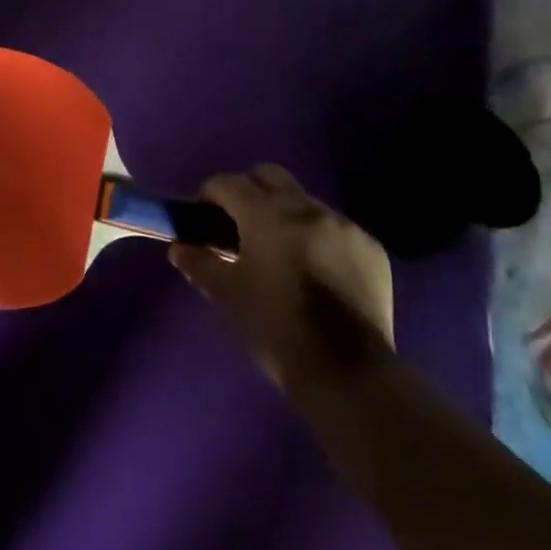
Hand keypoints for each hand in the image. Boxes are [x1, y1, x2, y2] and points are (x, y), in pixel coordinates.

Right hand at [172, 165, 394, 390]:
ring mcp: (343, 225)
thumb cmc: (276, 329)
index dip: (209, 194)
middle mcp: (307, 208)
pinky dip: (318, 237)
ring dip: (285, 214)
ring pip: (304, 201)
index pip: (228, 183)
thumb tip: (180, 248)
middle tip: (237, 222)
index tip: (201, 215)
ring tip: (278, 250)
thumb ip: (199, 264)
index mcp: (267, 215)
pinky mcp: (370, 247)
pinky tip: (315, 270)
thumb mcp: (228, 296)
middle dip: (248, 190)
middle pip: (269, 176)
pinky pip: (335, 228)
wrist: (347, 373)